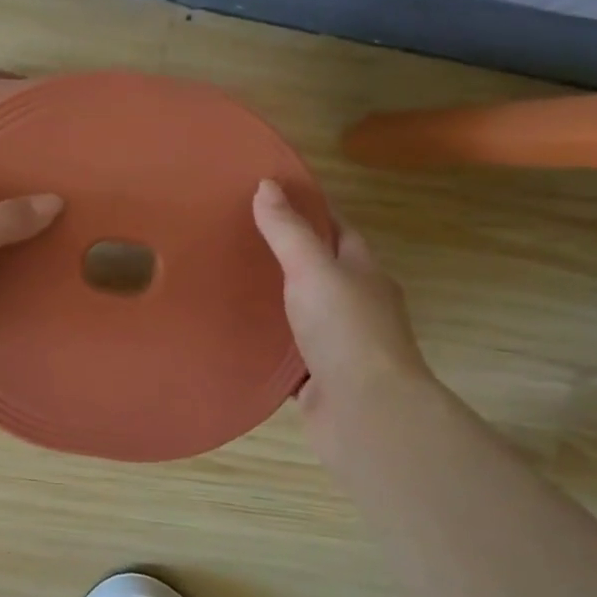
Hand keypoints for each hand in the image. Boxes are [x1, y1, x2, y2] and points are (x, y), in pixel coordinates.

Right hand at [252, 180, 429, 418]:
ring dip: (276, 301)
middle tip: (239, 238)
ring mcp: (340, 344)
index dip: (310, 211)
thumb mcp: (312, 269)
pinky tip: (238, 334)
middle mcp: (357, 305)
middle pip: (321, 271)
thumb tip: (265, 185)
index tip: (272, 197)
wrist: (366, 412)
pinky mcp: (320, 378)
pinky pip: (289, 352)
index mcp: (364, 273)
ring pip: (304, 313)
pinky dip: (269, 343)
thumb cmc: (346, 330)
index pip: (338, 230)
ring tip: (230, 282)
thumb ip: (288, 231)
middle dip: (287, 255)